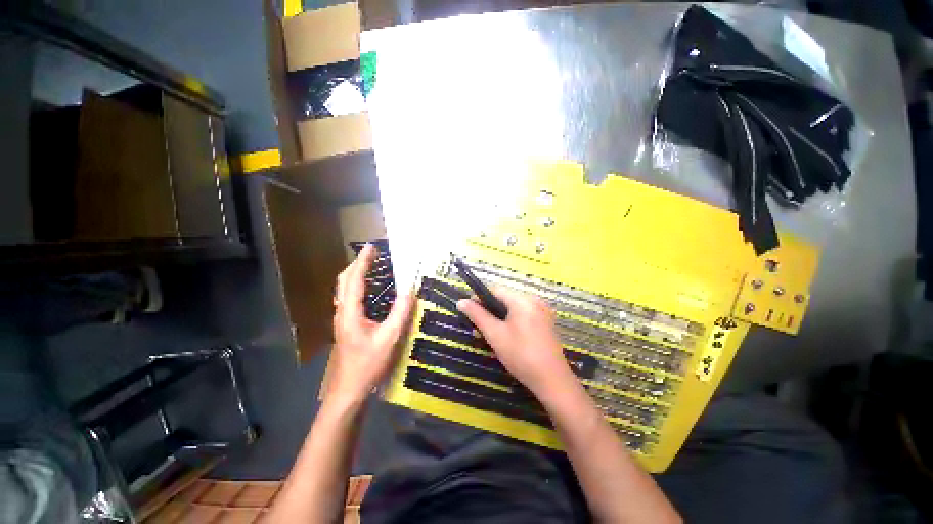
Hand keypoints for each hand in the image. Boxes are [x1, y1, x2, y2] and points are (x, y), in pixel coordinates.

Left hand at [327, 244, 414, 405]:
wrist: (348, 391)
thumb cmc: (367, 365)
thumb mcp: (389, 338)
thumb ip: (400, 313)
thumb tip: (410, 290)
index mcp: (350, 312)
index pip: (355, 279)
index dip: (363, 261)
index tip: (371, 247)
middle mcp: (342, 312)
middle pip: (344, 281)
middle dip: (357, 264)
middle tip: (372, 254)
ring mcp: (342, 319)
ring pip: (344, 290)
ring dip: (356, 274)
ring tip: (371, 266)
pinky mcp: (346, 326)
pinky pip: (349, 299)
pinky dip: (358, 287)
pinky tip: (370, 291)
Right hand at [457, 289, 575, 396]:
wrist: (552, 380)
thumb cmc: (520, 355)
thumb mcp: (495, 334)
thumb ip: (477, 315)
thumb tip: (461, 301)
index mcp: (522, 299)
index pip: (495, 290)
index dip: (479, 298)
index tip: (469, 312)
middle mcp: (534, 300)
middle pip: (505, 299)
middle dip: (489, 311)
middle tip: (478, 329)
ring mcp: (542, 311)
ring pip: (513, 308)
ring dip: (499, 318)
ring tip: (489, 335)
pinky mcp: (545, 322)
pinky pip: (523, 315)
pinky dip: (511, 322)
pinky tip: (506, 337)